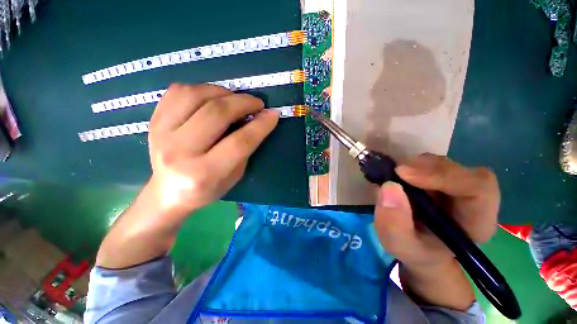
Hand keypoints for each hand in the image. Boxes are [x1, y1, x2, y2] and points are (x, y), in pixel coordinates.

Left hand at [147, 83, 278, 215]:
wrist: (168, 192)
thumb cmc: (207, 188)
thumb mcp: (235, 175)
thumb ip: (245, 148)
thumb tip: (259, 119)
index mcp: (204, 173)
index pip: (239, 142)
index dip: (260, 125)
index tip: (273, 114)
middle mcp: (180, 152)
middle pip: (216, 114)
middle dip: (243, 103)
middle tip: (256, 103)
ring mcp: (161, 133)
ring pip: (195, 95)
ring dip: (223, 92)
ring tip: (234, 99)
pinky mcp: (153, 121)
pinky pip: (178, 91)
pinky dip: (201, 89)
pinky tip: (212, 98)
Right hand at [373, 153, 498, 269]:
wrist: (421, 249)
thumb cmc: (416, 252)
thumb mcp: (400, 245)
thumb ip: (394, 223)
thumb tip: (389, 186)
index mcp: (477, 221)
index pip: (478, 187)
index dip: (443, 175)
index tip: (403, 174)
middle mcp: (473, 199)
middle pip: (460, 170)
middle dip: (425, 168)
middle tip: (394, 172)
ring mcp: (457, 186)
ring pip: (441, 164)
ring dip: (415, 166)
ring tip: (394, 177)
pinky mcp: (440, 180)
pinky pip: (428, 164)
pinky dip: (410, 166)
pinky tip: (398, 177)